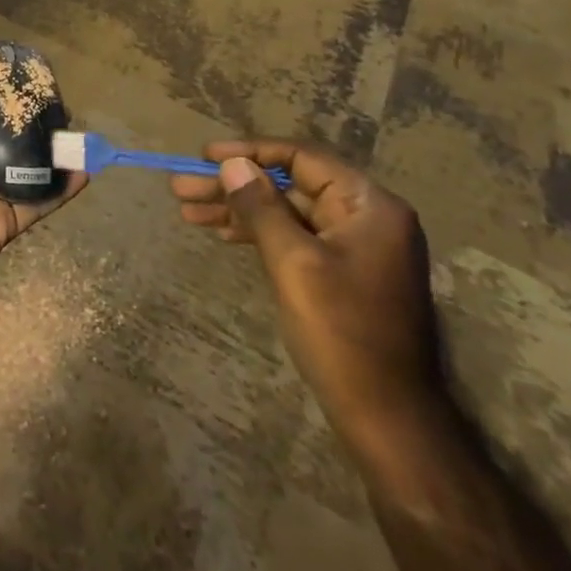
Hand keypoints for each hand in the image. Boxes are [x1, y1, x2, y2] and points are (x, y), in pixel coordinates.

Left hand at [0, 85, 86, 323]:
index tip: (19, 80)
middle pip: (0, 140)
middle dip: (25, 123)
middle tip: (57, 104)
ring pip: (22, 168)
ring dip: (48, 153)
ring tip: (76, 132)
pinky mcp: (3, 224)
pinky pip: (35, 203)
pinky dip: (59, 190)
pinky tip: (83, 173)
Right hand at [170, 140, 443, 455]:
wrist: (389, 419)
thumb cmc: (342, 333)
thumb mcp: (293, 262)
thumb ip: (261, 206)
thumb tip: (231, 163)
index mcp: (368, 205)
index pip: (301, 157)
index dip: (249, 151)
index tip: (204, 156)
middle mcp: (365, 217)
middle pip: (289, 184)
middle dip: (234, 184)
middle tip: (182, 187)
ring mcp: (354, 246)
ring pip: (286, 211)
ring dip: (238, 209)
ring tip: (187, 210)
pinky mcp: (341, 272)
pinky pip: (293, 237)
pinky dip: (257, 233)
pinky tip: (221, 233)